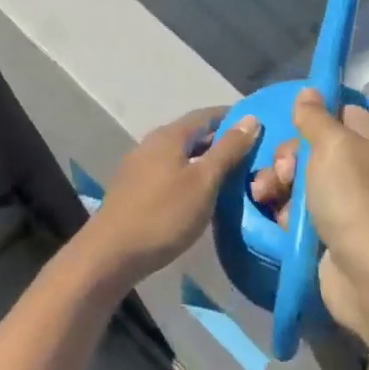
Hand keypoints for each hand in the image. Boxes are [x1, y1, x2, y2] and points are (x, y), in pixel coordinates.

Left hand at [80, 108, 262, 283]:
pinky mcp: (132, 190)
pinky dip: (187, 176)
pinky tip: (198, 195)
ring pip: (178, 155)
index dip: (232, 118)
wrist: (111, 254)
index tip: (257, 127)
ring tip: (229, 176)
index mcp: (169, 136)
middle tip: (249, 156)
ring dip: (203, 161)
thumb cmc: (164, 215)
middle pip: (191, 134)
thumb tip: (251, 118)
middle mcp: (150, 144)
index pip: (206, 115)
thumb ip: (228, 150)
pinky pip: (167, 173)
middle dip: (219, 141)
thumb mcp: (204, 182)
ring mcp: (137, 167)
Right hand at [248, 88, 368, 339]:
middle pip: (312, 149)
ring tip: (264, 197)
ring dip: (278, 186)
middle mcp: (361, 168)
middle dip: (286, 158)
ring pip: (300, 182)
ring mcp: (345, 204)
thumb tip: (310, 91)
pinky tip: (276, 220)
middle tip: (281, 174)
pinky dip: (285, 215)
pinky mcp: (329, 235)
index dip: (312, 116)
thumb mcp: (332, 145)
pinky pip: (299, 215)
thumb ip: (315, 117)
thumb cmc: (355, 199)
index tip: (289, 125)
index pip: (339, 113)